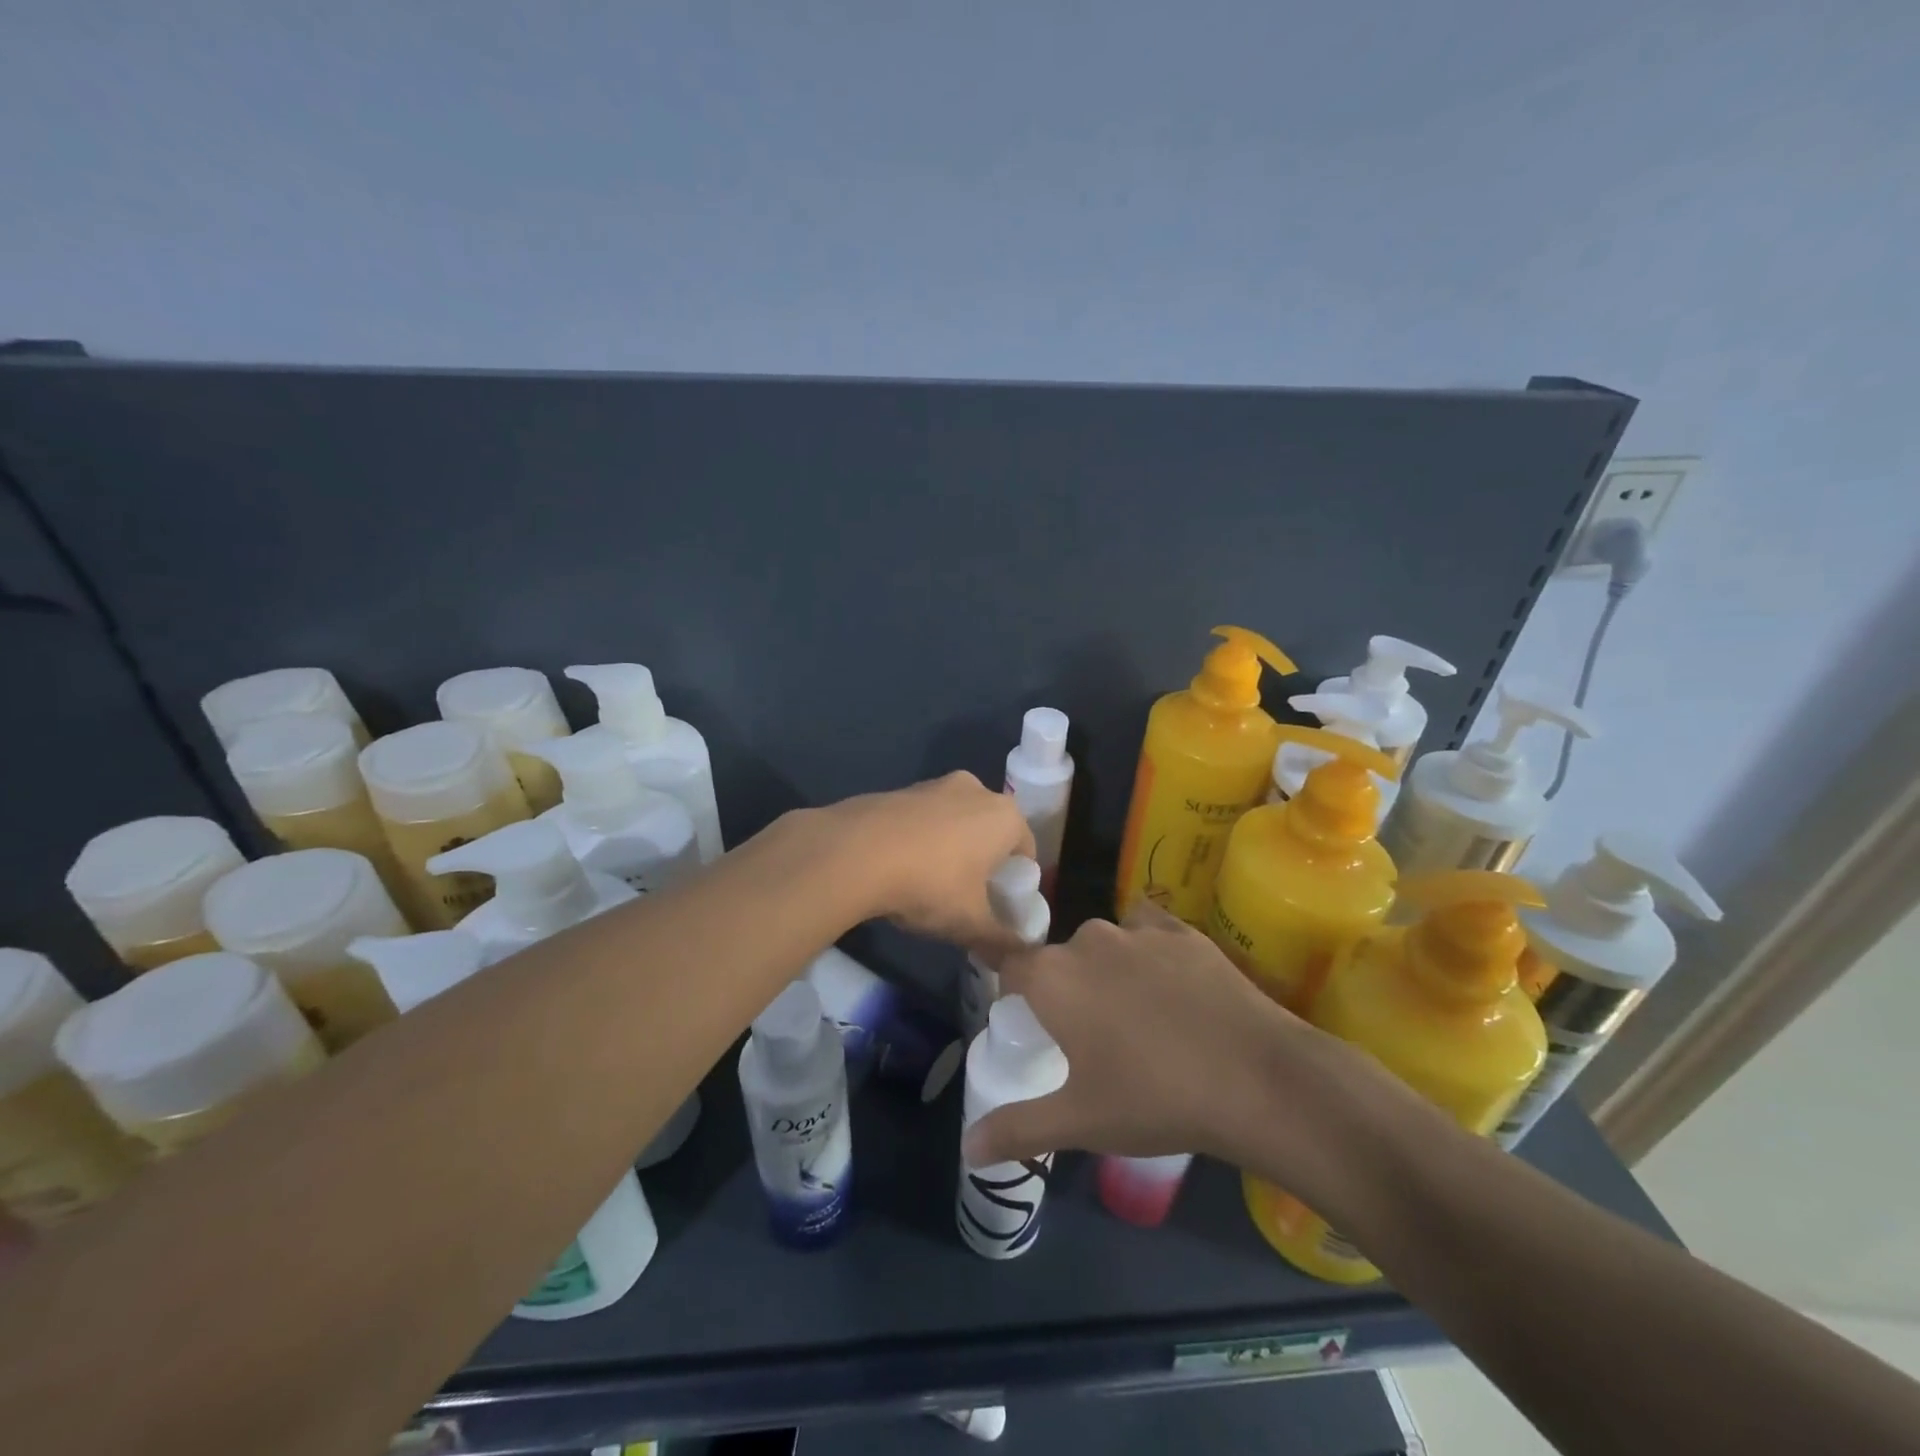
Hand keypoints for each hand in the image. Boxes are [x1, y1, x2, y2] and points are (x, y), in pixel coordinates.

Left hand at [822, 771, 1036, 951]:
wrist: (853, 852)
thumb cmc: (928, 884)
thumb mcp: (970, 923)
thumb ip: (1001, 940)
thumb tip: (1019, 956)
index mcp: (1004, 815)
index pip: (1026, 850)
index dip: (1017, 881)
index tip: (1002, 906)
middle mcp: (975, 789)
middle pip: (991, 831)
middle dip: (985, 861)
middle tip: (970, 896)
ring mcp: (934, 784)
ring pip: (956, 821)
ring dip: (951, 847)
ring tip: (932, 884)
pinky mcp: (899, 789)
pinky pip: (922, 818)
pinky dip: (920, 838)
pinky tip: (901, 867)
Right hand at [962, 903, 1369, 1202]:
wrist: (1257, 1079)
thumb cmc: (1154, 1100)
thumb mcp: (1079, 1122)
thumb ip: (1017, 1129)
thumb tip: (967, 1148)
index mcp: (1052, 978)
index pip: (1009, 966)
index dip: (1012, 990)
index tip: (1026, 1020)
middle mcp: (1087, 940)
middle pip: (1060, 960)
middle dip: (1066, 991)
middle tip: (1090, 1039)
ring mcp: (1138, 931)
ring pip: (1104, 945)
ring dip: (1107, 971)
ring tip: (1137, 1019)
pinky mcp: (1183, 930)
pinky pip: (1148, 931)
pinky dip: (1148, 951)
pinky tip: (1170, 985)